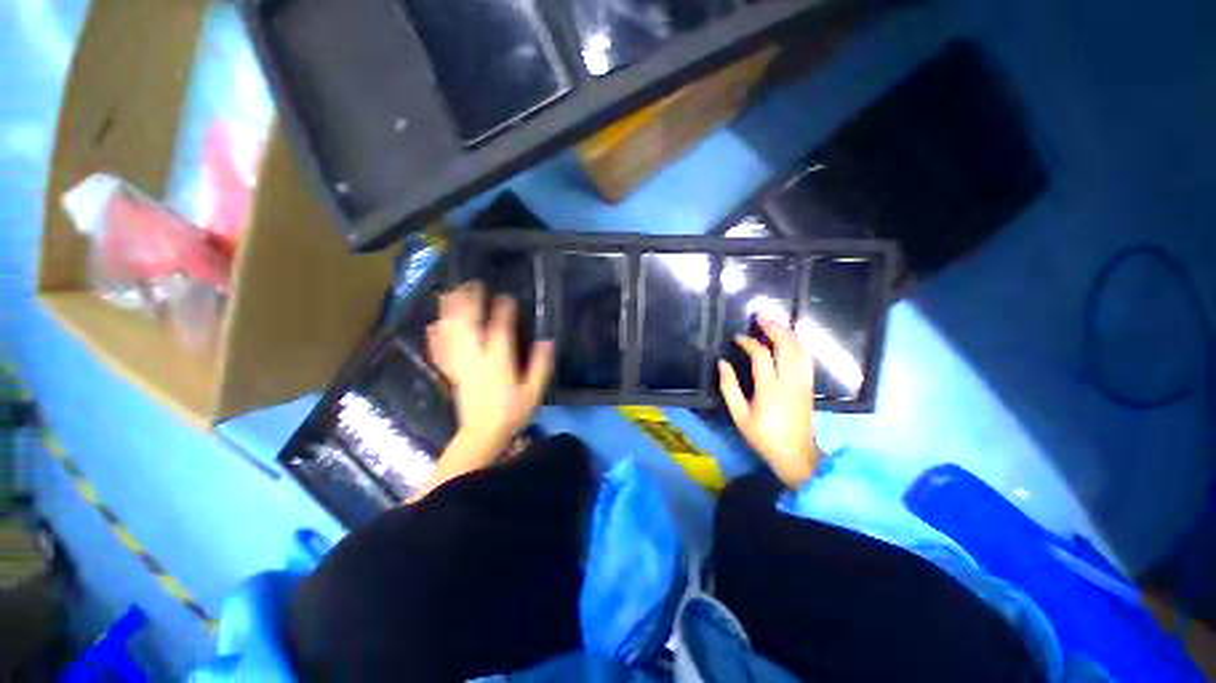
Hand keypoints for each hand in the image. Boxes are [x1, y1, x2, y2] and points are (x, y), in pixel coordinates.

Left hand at [426, 281, 553, 465]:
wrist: (482, 434)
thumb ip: (541, 366)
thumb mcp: (533, 392)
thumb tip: (548, 341)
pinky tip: (433, 324)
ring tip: (450, 292)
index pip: (500, 330)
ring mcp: (460, 365)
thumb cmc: (511, 412)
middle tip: (472, 284)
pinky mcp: (450, 372)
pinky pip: (440, 350)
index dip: (503, 311)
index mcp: (498, 362)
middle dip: (470, 302)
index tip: (506, 295)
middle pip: (469, 325)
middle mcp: (476, 359)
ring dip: (450, 312)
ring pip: (452, 333)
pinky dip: (436, 335)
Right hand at [718, 315, 819, 488]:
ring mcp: (804, 382)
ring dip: (788, 332)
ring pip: (800, 349)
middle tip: (760, 316)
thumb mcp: (739, 415)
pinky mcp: (809, 386)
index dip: (748, 342)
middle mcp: (791, 381)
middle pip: (787, 345)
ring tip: (774, 322)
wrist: (797, 455)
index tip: (737, 337)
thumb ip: (729, 387)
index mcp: (770, 389)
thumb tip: (722, 363)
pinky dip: (798, 343)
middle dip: (774, 327)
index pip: (761, 355)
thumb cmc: (764, 437)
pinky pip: (806, 358)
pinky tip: (790, 338)